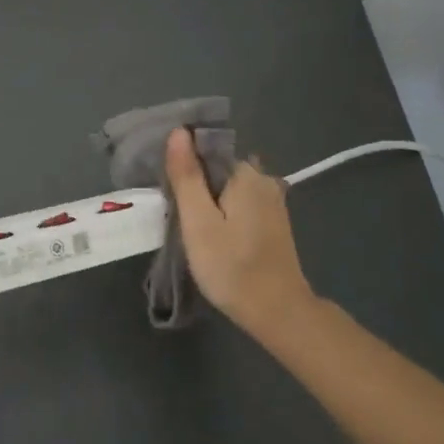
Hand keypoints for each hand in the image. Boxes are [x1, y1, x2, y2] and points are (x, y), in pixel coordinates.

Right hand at [164, 127, 313, 333]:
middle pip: (218, 167)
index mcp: (246, 173)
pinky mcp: (274, 222)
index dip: (183, 161)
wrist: (277, 312)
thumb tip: (179, 132)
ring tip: (188, 221)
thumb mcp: (198, 221)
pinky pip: (240, 203)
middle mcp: (264, 179)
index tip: (166, 184)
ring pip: (229, 187)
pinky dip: (224, 211)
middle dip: (195, 181)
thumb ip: (187, 175)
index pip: (207, 149)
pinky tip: (212, 232)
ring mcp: (273, 201)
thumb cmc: (231, 266)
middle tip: (173, 208)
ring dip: (209, 198)